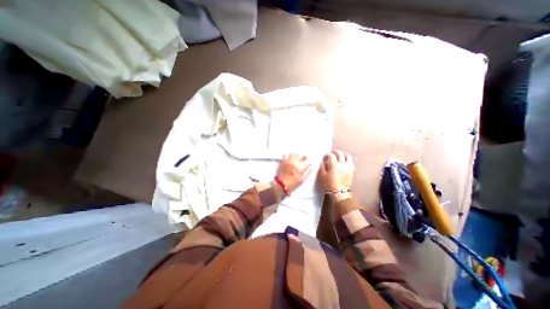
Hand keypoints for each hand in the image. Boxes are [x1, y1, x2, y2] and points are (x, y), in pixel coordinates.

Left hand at [278, 154, 310, 193]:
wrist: (282, 184)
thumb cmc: (293, 183)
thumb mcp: (302, 180)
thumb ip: (308, 173)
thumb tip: (311, 168)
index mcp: (300, 166)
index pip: (307, 161)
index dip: (309, 163)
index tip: (309, 164)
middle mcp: (294, 162)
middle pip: (301, 155)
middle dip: (304, 157)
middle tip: (304, 160)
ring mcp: (288, 161)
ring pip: (294, 153)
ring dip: (296, 155)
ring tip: (297, 159)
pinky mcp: (283, 161)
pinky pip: (285, 155)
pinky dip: (288, 155)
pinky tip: (290, 158)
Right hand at [321, 150, 353, 195]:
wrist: (339, 192)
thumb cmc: (329, 184)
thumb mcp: (322, 176)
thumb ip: (322, 167)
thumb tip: (323, 162)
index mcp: (334, 165)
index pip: (331, 155)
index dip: (328, 154)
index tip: (325, 156)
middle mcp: (342, 164)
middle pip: (340, 154)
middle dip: (335, 151)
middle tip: (332, 152)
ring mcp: (348, 167)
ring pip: (348, 156)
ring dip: (343, 154)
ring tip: (340, 155)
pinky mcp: (351, 171)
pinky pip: (351, 162)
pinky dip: (348, 160)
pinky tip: (346, 161)